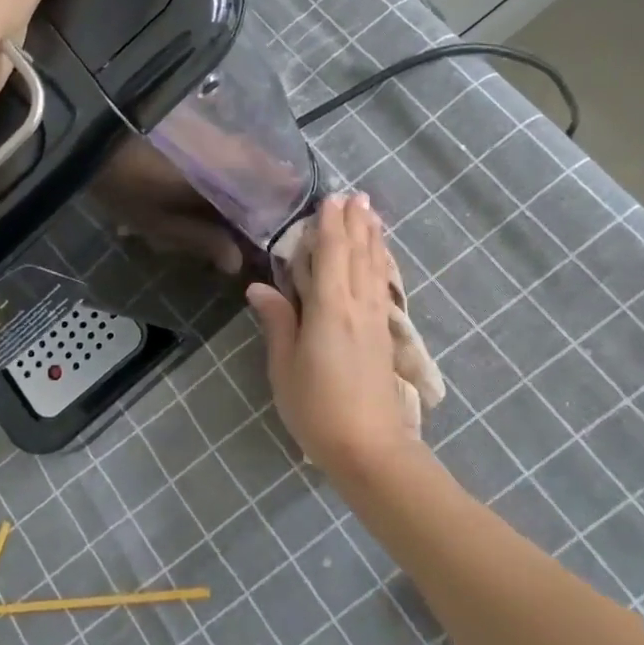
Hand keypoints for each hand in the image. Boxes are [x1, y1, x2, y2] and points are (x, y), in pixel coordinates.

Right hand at [246, 194, 414, 475]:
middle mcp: (358, 306)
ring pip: (375, 268)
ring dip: (373, 239)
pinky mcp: (384, 336)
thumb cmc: (317, 408)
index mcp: (331, 309)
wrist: (370, 448)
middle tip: (356, 195)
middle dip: (357, 223)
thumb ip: (278, 322)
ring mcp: (376, 321)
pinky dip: (380, 265)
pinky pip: (382, 287)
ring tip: (372, 215)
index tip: (331, 198)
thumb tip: (259, 287)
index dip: (331, 225)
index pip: (332, 254)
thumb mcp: (285, 367)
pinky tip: (379, 261)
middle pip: (359, 254)